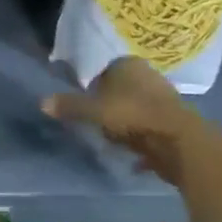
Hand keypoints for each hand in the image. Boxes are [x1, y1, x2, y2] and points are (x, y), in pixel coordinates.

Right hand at [42, 57, 214, 186]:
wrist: (179, 141)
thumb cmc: (132, 115)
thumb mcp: (94, 111)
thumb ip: (70, 106)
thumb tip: (42, 102)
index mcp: (128, 65)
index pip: (104, 71)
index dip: (93, 88)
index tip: (85, 107)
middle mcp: (148, 76)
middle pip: (121, 90)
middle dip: (110, 107)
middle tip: (97, 126)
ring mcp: (164, 98)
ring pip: (136, 110)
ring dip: (126, 125)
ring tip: (114, 143)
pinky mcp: (175, 122)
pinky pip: (150, 130)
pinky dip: (142, 141)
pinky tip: (134, 156)